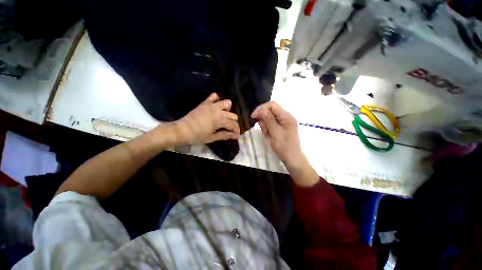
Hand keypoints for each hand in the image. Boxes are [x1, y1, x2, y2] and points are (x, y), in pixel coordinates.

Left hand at [174, 93, 240, 143]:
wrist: (182, 130)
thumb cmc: (198, 136)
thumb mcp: (212, 137)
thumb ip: (225, 135)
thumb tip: (236, 136)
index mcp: (220, 120)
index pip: (233, 125)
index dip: (236, 131)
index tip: (237, 135)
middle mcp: (218, 110)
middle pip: (233, 115)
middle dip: (234, 122)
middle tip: (230, 129)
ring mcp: (212, 105)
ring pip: (227, 103)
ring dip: (228, 110)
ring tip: (224, 117)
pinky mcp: (205, 103)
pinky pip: (214, 96)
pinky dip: (217, 100)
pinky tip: (216, 106)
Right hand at [252, 101, 317, 186]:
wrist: (292, 159)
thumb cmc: (284, 146)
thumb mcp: (275, 133)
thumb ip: (268, 120)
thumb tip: (260, 110)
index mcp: (286, 116)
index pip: (272, 105)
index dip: (262, 108)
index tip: (254, 116)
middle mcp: (286, 117)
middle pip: (270, 111)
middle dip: (264, 119)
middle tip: (264, 130)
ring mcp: (284, 123)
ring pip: (269, 118)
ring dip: (265, 125)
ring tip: (268, 135)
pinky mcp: (281, 128)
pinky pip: (271, 124)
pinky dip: (268, 129)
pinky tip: (269, 135)